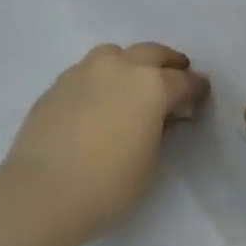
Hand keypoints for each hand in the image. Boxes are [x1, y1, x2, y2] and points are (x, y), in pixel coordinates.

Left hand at [2, 43, 209, 238]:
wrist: (43, 191)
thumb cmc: (109, 184)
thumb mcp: (150, 163)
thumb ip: (160, 132)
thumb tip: (162, 117)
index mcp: (151, 85)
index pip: (183, 81)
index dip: (196, 89)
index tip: (201, 95)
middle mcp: (118, 68)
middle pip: (151, 54)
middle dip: (168, 65)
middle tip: (176, 78)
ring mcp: (83, 72)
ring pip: (115, 55)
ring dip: (131, 64)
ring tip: (134, 86)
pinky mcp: (57, 86)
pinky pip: (88, 72)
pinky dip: (103, 80)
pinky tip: (101, 102)